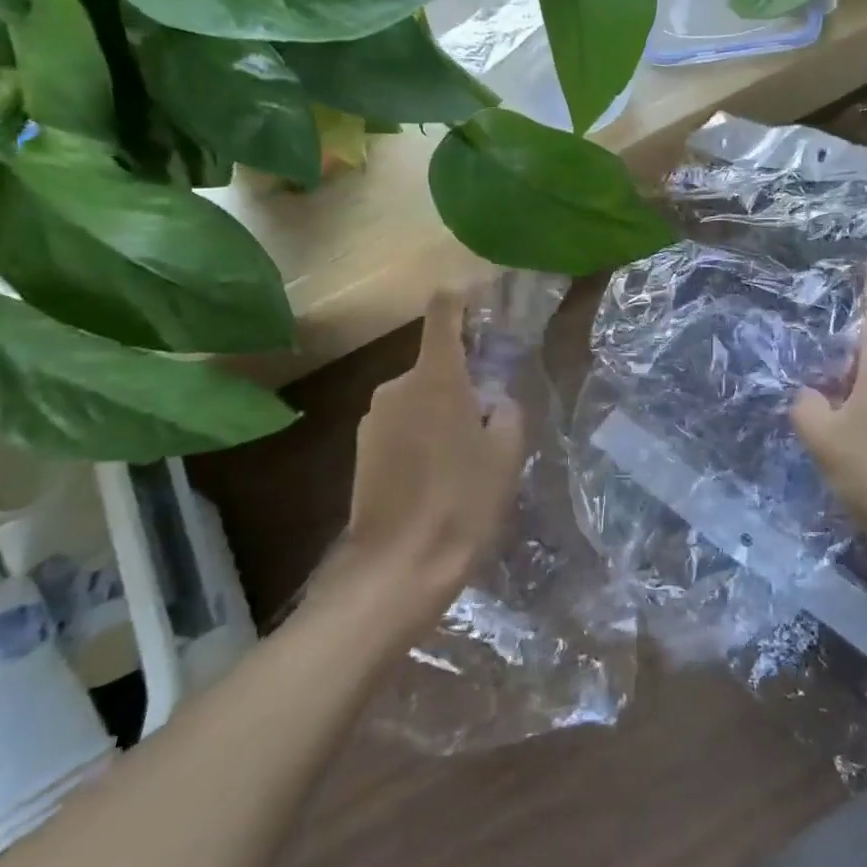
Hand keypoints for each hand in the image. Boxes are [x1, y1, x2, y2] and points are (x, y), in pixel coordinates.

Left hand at [330, 290, 525, 630]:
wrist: (397, 568)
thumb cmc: (462, 503)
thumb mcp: (506, 454)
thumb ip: (505, 411)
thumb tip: (493, 399)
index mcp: (435, 377)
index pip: (443, 312)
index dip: (462, 298)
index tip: (482, 300)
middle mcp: (396, 386)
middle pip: (436, 362)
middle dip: (463, 379)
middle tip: (490, 420)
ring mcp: (373, 418)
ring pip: (418, 396)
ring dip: (441, 410)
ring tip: (463, 458)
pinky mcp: (361, 448)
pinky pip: (400, 423)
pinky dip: (421, 434)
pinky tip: (435, 477)